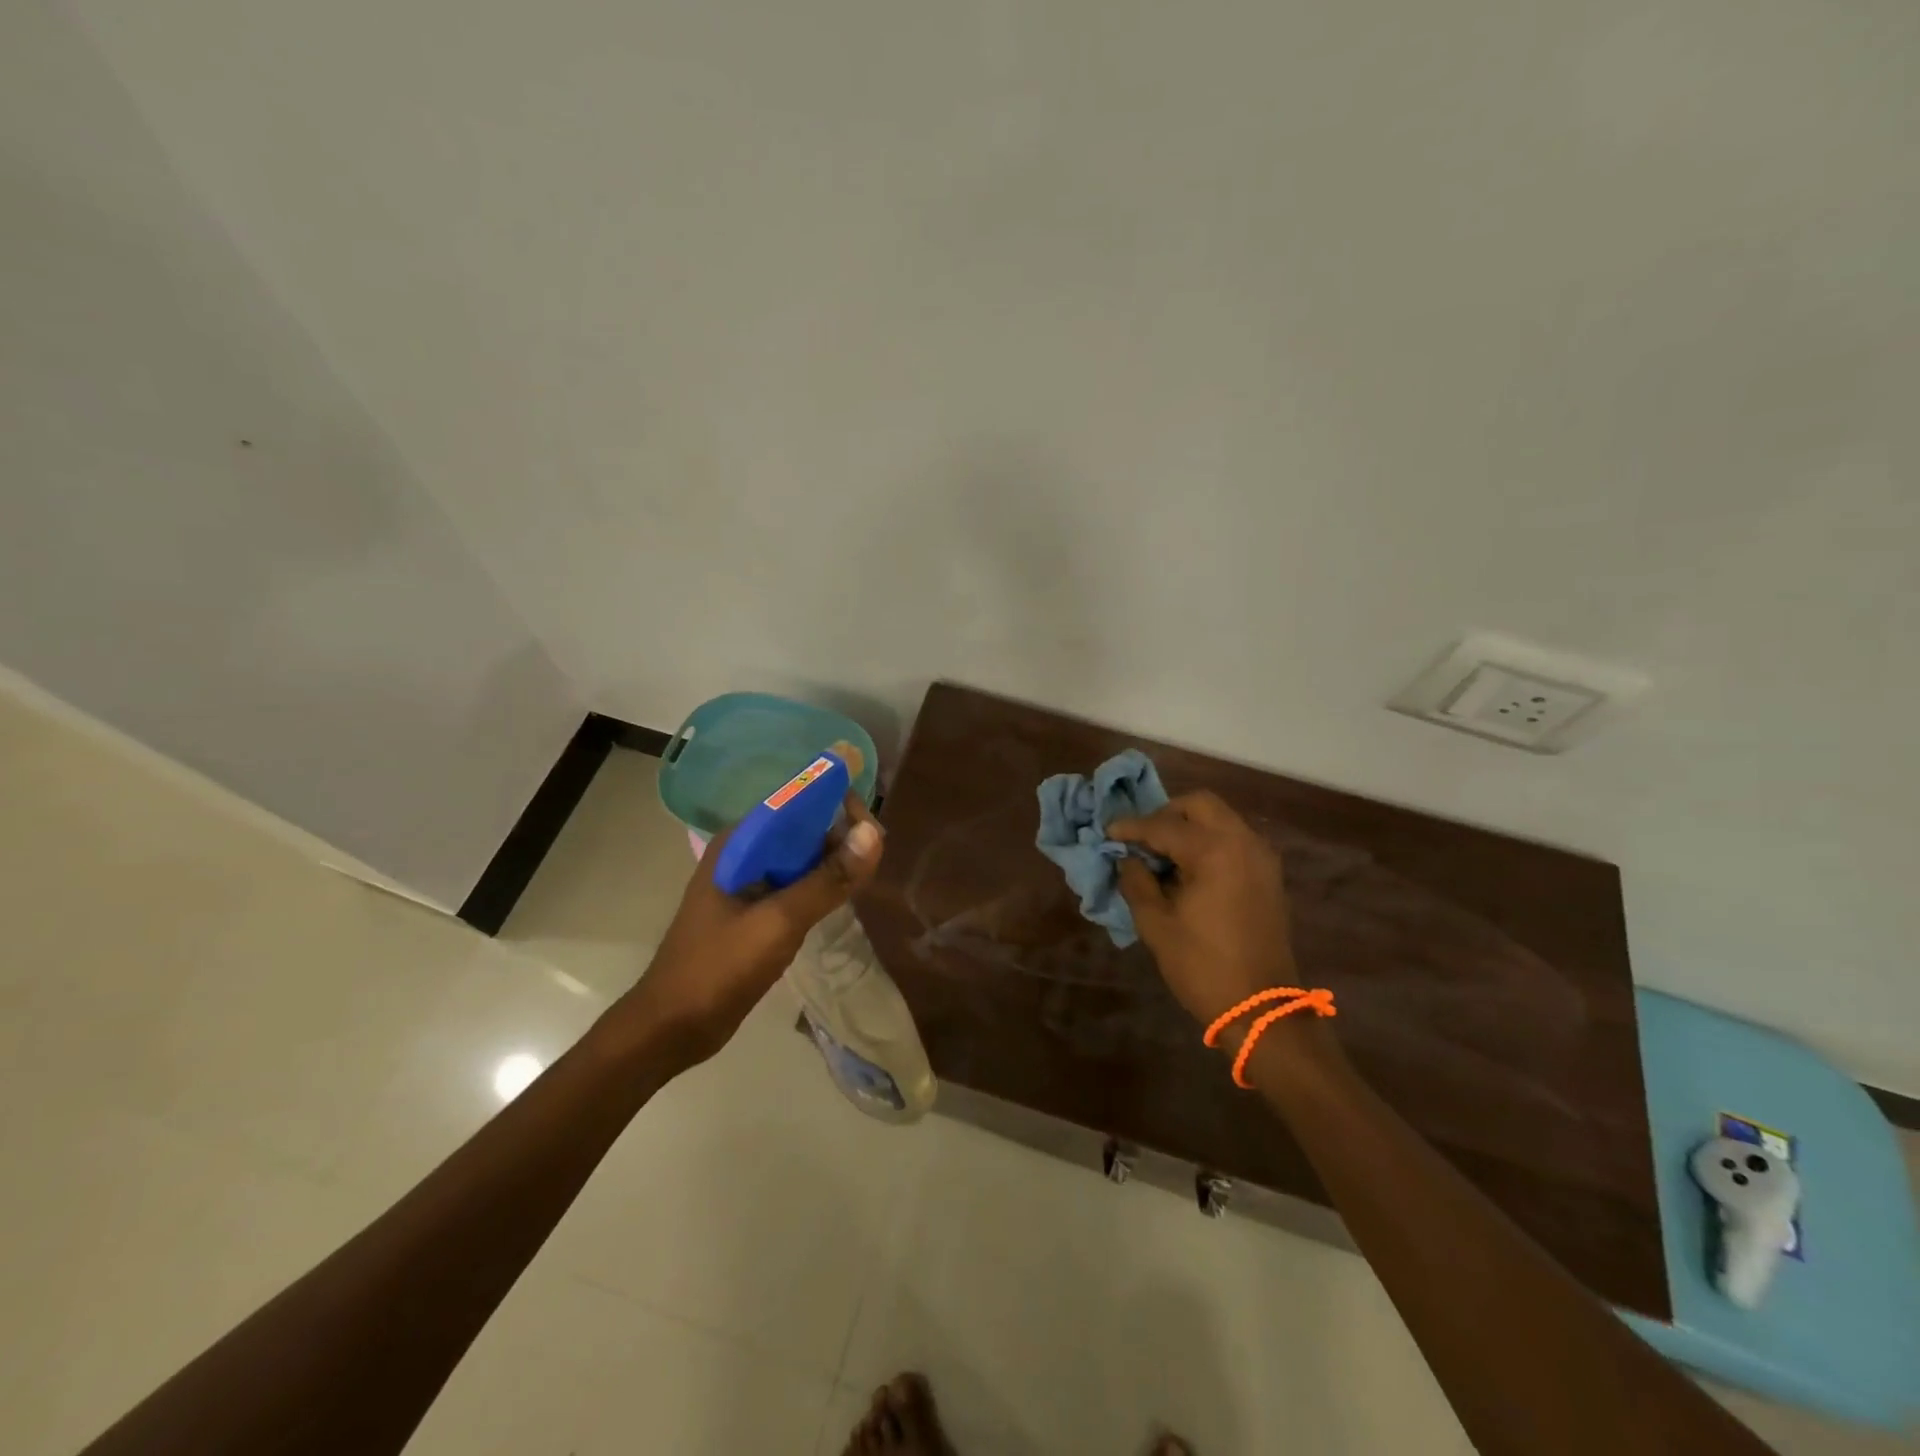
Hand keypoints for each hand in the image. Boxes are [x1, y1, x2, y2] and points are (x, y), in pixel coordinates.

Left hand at [621, 794, 884, 1064]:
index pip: (795, 803)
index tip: (872, 828)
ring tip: (868, 874)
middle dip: (838, 836)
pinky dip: (819, 886)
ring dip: (831, 862)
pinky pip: (794, 886)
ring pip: (800, 859)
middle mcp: (742, 854)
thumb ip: (827, 879)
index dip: (835, 806)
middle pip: (800, 829)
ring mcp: (746, 884)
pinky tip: (843, 896)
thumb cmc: (719, 968)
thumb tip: (873, 834)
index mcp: (739, 843)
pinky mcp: (753, 911)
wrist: (671, 1027)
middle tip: (877, 856)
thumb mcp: (778, 922)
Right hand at [1109, 791, 1296, 1028]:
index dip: (1131, 827)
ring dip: (1189, 827)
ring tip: (1162, 856)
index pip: (1163, 826)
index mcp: (1214, 851)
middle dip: (1166, 815)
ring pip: (1220, 819)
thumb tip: (1127, 859)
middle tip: (1142, 839)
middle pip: (1200, 805)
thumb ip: (1137, 882)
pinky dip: (1209, 842)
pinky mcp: (1268, 875)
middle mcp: (1243, 842)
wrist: (1262, 1009)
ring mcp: (1261, 857)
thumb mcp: (1156, 925)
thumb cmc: (1203, 966)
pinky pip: (1234, 840)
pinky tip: (1188, 870)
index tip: (1107, 832)